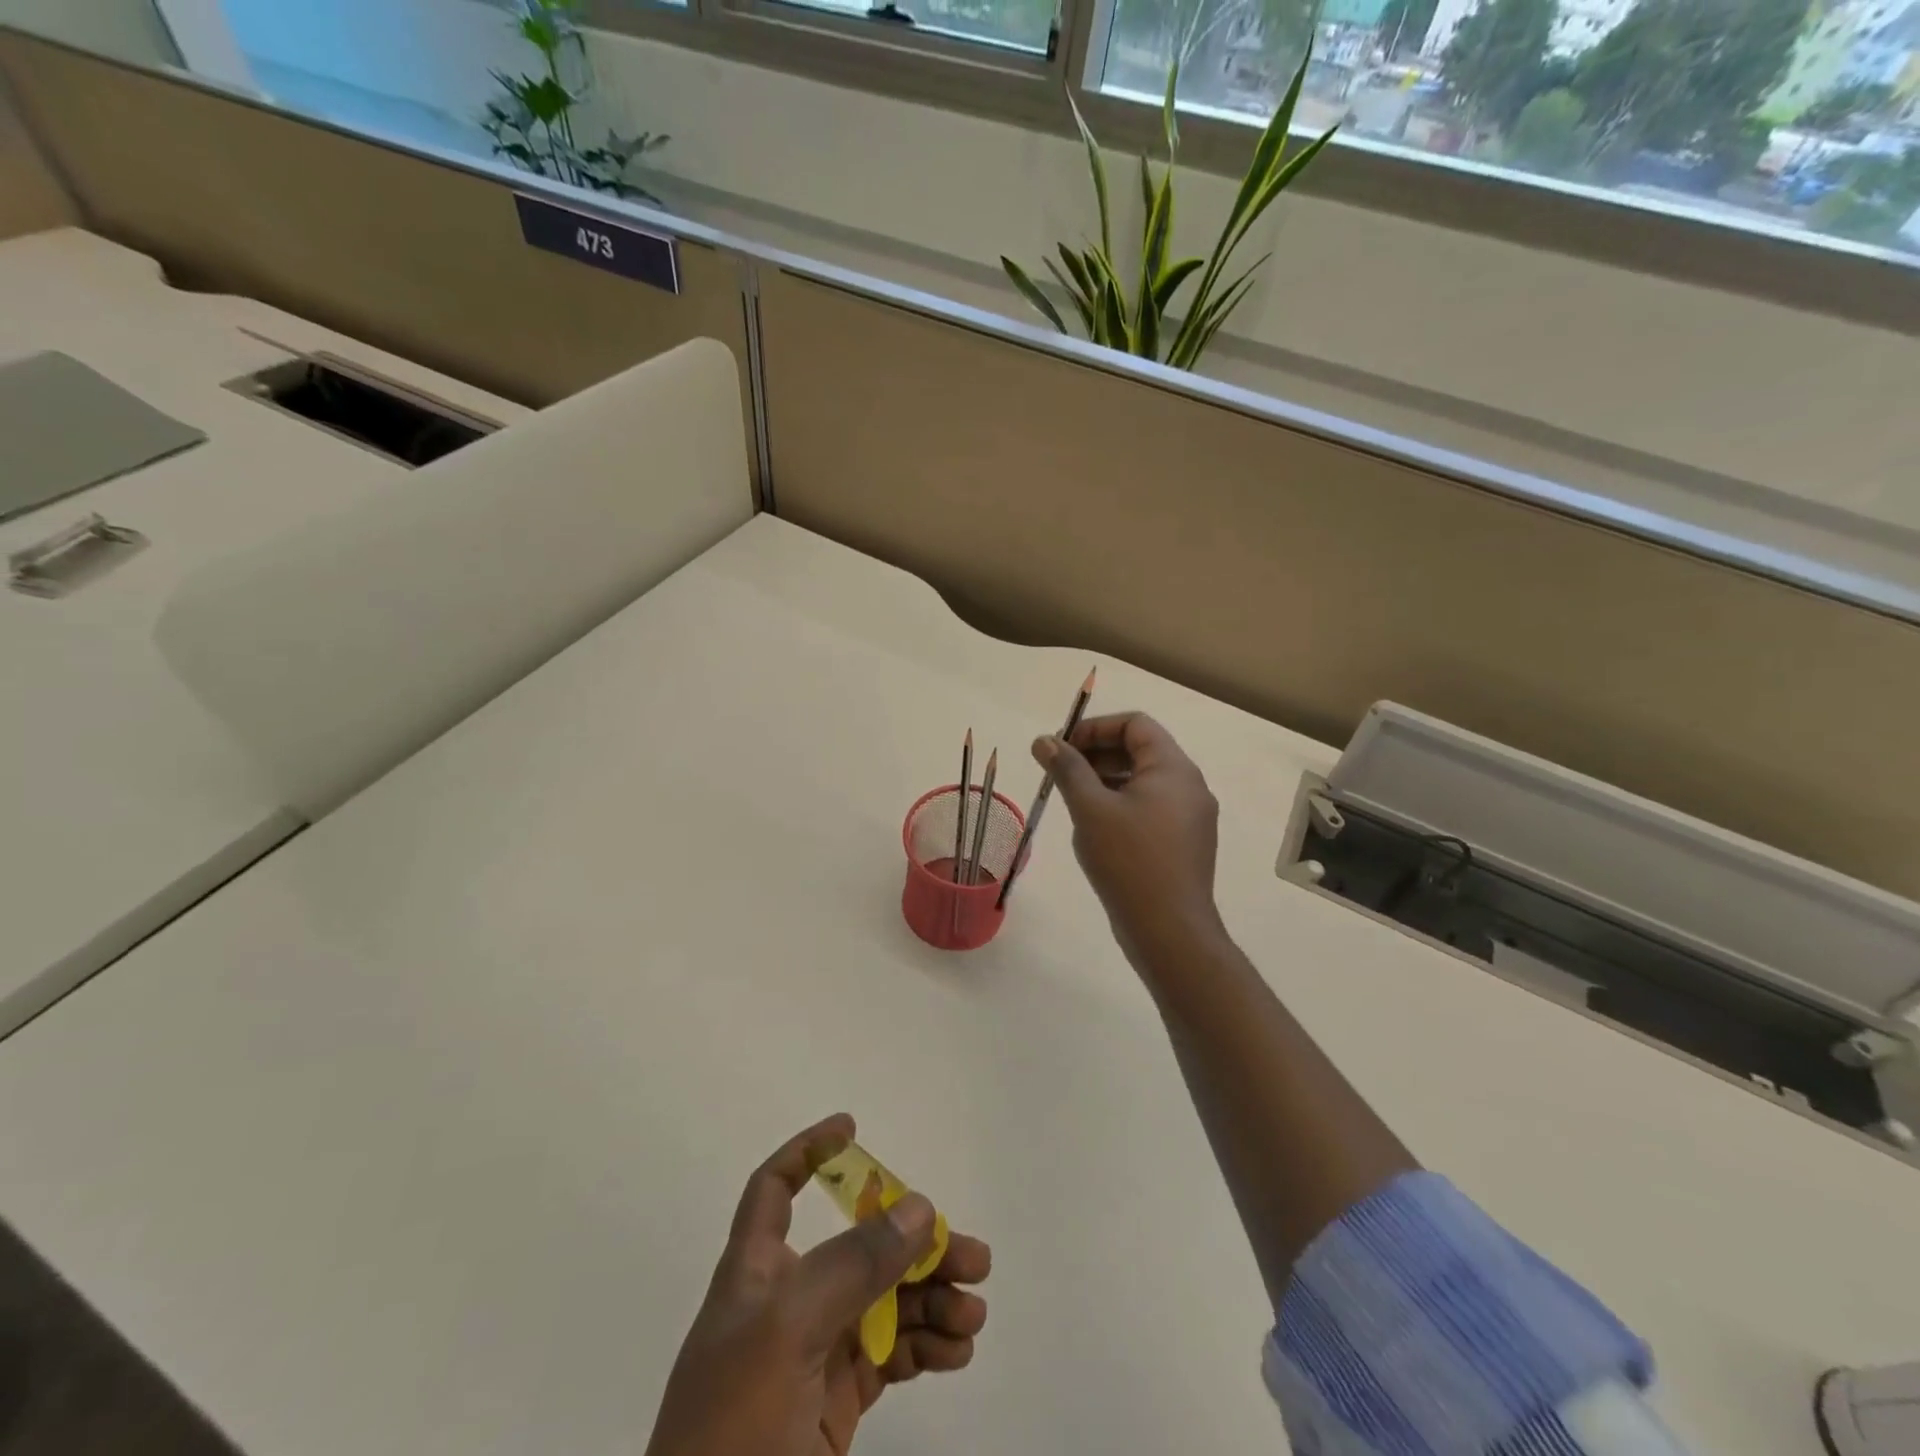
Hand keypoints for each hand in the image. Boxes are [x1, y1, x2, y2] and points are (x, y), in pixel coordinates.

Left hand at [645, 1115, 990, 1455]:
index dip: (808, 1153)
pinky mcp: (834, 1405)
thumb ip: (854, 1264)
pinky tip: (957, 1352)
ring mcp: (812, 1355)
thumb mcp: (788, 1331)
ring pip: (883, 1301)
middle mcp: (786, 1302)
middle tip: (971, 1257)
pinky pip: (891, 1355)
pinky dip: (927, 1347)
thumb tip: (920, 1207)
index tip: (852, 1129)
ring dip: (932, 1299)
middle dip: (914, 1244)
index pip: (774, 1189)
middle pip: (857, 1246)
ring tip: (973, 1315)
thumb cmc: (733, 1431)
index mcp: (755, 1272)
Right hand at [1034, 712, 1223, 959]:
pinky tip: (1095, 827)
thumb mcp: (1090, 809)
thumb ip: (1067, 769)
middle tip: (1059, 772)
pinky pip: (1150, 807)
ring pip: (1144, 781)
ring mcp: (1191, 816)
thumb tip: (1044, 740)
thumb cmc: (1128, 861)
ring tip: (1072, 798)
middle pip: (1140, 749)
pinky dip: (1121, 804)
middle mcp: (1189, 785)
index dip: (1094, 728)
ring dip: (1106, 779)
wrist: (1169, 931)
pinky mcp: (1185, 843)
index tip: (1061, 747)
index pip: (1135, 724)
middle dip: (1096, 753)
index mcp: (1173, 768)